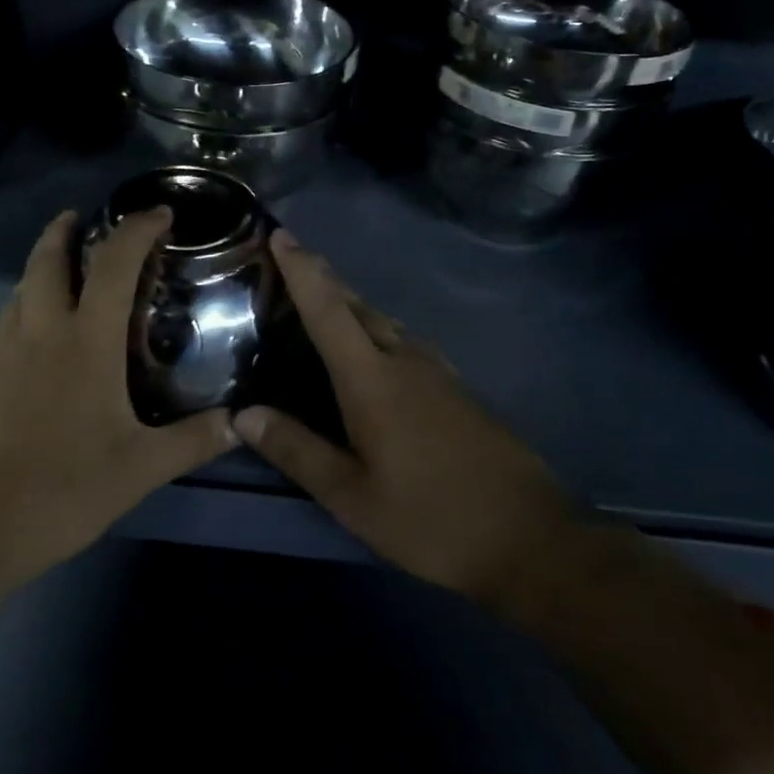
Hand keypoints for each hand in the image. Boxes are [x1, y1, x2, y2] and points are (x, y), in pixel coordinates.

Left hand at [0, 208, 236, 646]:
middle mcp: (38, 331)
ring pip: (20, 289)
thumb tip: (239, 422)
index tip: (158, 213)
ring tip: (64, 276)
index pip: (114, 264)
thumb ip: (192, 442)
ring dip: (41, 269)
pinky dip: (24, 310)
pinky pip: (3, 324)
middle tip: (82, 219)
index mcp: (85, 342)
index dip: (137, 229)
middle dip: (64, 230)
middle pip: (47, 259)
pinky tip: (36, 343)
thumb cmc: (58, 490)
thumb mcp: (137, 470)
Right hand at [233, 230, 570, 612]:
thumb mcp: (352, 497)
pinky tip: (378, 348)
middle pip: (357, 305)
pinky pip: (406, 341)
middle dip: (323, 277)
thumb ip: (297, 450)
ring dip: (351, 302)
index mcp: (373, 379)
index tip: (281, 234)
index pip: (328, 310)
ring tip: (325, 298)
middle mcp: (405, 360)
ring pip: (385, 321)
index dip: (302, 270)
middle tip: (292, 258)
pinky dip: (378, 329)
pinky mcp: (459, 389)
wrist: (530, 539)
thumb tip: (243, 414)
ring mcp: (438, 372)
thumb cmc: (430, 519)